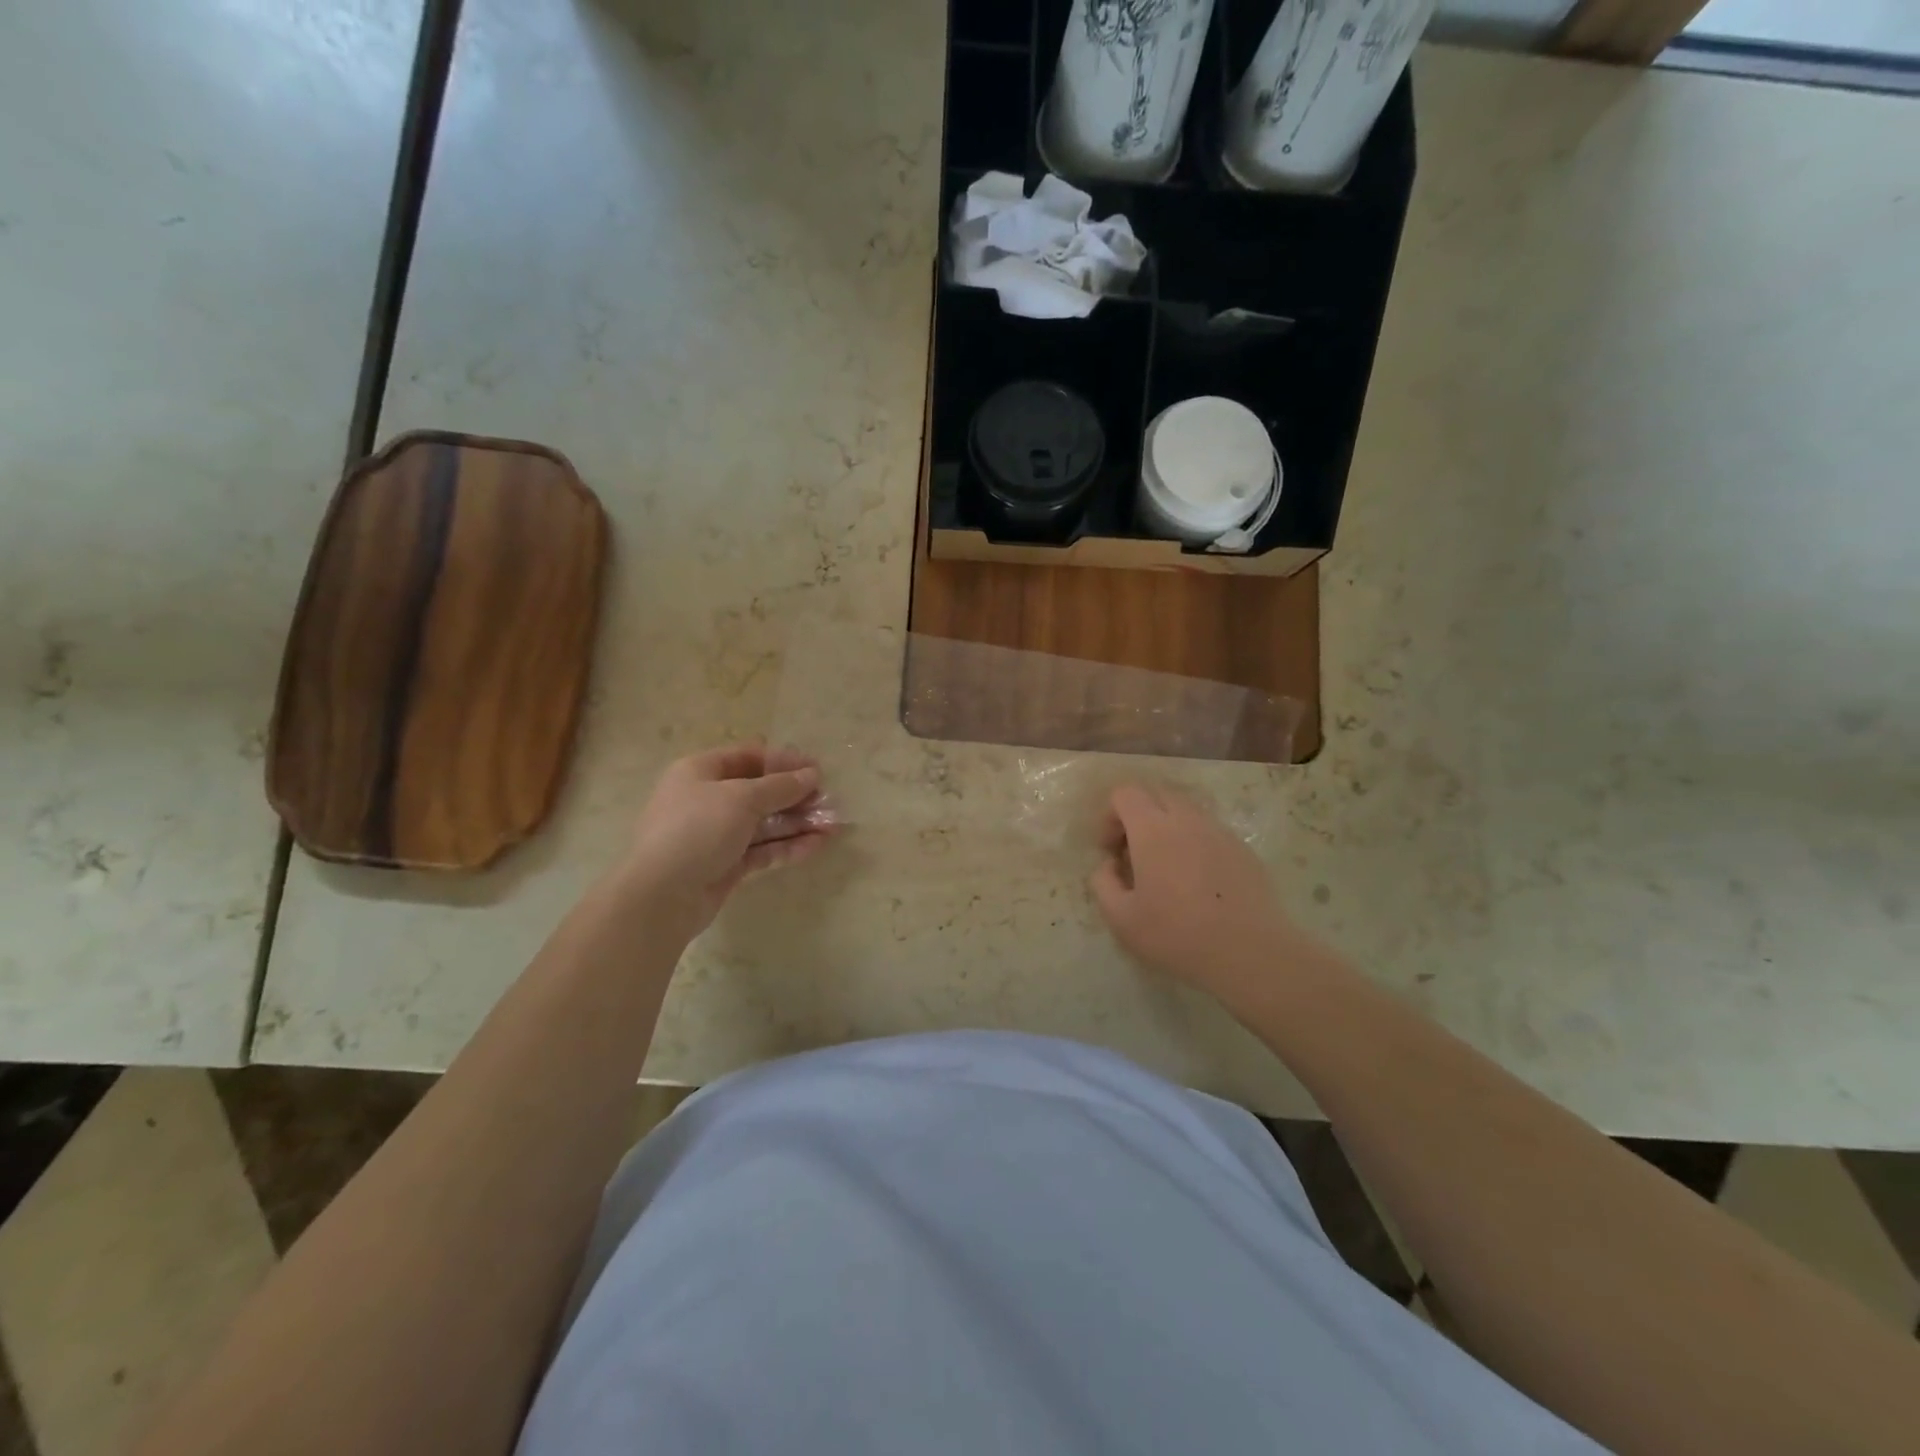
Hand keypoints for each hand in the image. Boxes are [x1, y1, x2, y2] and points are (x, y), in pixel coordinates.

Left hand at [618, 742, 833, 937]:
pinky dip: (788, 845)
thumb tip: (811, 774)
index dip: (783, 761)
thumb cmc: (698, 830)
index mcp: (700, 772)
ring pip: (764, 822)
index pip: (748, 757)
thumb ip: (780, 786)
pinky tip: (817, 845)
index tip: (817, 769)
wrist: (662, 896)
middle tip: (829, 800)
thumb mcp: (741, 798)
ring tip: (833, 825)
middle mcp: (707, 799)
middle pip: (759, 791)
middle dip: (795, 795)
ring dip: (798, 822)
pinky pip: (762, 849)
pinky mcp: (726, 864)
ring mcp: (716, 834)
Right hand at [1089, 782, 1303, 1005]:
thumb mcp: (1121, 918)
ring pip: (1186, 811)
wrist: (1249, 952)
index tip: (1111, 850)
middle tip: (1134, 854)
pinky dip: (1194, 843)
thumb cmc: (1177, 934)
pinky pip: (1210, 832)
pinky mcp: (1243, 849)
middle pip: (1157, 794)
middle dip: (1138, 816)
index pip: (1125, 794)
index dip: (1110, 816)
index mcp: (1152, 829)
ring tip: (1166, 869)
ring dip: (1167, 827)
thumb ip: (1103, 883)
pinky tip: (1198, 882)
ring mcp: (1219, 832)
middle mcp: (1186, 819)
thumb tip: (1109, 866)